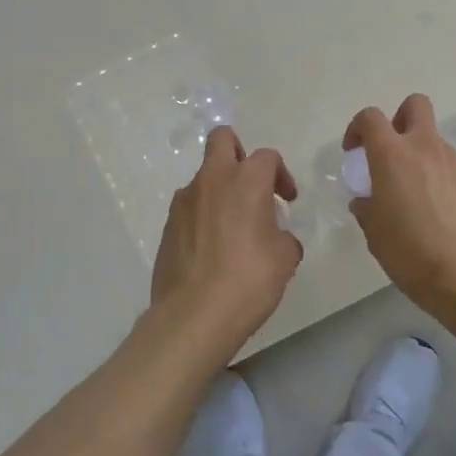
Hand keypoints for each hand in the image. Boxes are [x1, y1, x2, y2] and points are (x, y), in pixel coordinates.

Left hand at [151, 126, 303, 358]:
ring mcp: (183, 202)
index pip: (267, 157)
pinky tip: (214, 249)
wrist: (194, 315)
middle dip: (239, 152)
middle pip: (222, 140)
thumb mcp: (285, 258)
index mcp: (246, 180)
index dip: (281, 175)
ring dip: (221, 190)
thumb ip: (284, 237)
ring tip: (234, 228)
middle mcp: (211, 180)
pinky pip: (190, 207)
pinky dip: (204, 216)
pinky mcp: (167, 226)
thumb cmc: (249, 280)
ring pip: (204, 177)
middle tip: (252, 185)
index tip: (287, 201)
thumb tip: (276, 238)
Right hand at [345, 94, 455, 318]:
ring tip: (415, 197)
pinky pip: (452, 168)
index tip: (354, 153)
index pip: (371, 118)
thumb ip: (367, 209)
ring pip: (434, 141)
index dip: (357, 128)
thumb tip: (367, 201)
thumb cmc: (414, 254)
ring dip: (420, 155)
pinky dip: (440, 178)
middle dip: (399, 119)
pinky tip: (440, 213)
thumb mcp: (375, 235)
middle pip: (414, 105)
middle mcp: (427, 149)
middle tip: (390, 153)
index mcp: (393, 156)